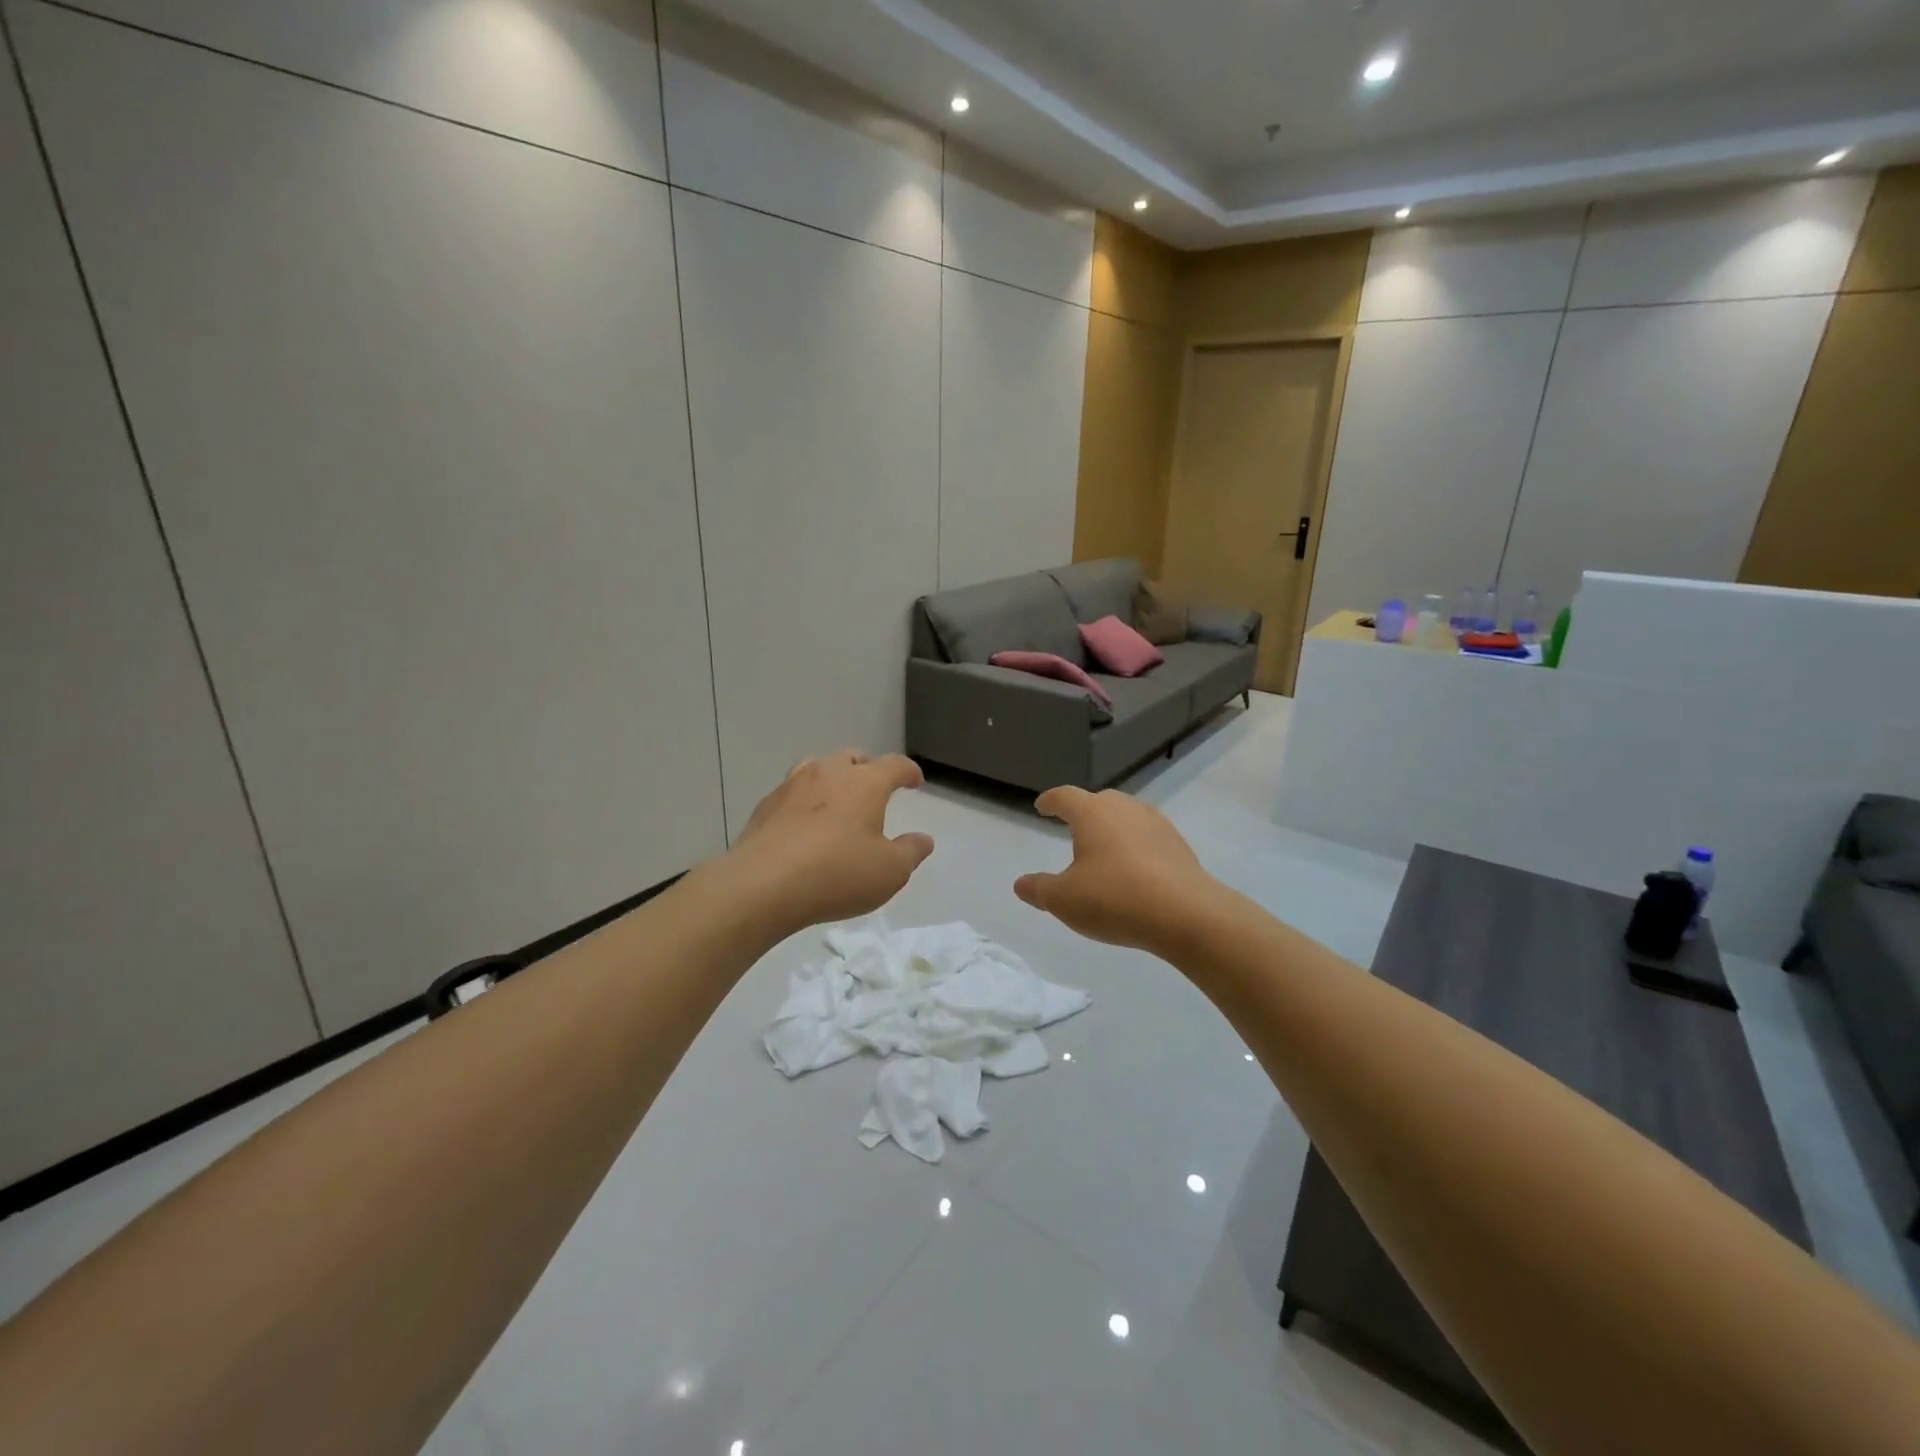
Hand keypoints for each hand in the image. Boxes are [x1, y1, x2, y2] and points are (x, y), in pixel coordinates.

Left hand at [725, 750, 934, 933]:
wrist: (761, 885)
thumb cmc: (836, 874)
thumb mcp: (889, 872)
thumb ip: (910, 852)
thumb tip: (923, 839)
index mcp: (865, 783)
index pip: (894, 765)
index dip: (908, 771)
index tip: (915, 782)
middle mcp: (828, 773)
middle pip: (853, 758)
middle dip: (868, 769)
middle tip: (874, 789)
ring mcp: (792, 786)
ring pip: (818, 767)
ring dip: (833, 778)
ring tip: (837, 800)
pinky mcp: (765, 806)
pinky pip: (793, 792)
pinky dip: (805, 801)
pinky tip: (804, 824)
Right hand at [1014, 787, 1221, 953]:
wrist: (1186, 914)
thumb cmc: (1115, 899)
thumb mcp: (1064, 900)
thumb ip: (1039, 889)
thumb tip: (1021, 883)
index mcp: (1092, 813)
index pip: (1065, 796)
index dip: (1050, 801)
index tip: (1041, 807)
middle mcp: (1125, 809)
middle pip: (1099, 800)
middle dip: (1083, 810)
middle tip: (1073, 826)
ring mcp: (1156, 824)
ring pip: (1127, 815)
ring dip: (1112, 826)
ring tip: (1104, 847)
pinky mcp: (1178, 844)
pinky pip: (1148, 835)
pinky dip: (1135, 844)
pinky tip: (1134, 866)